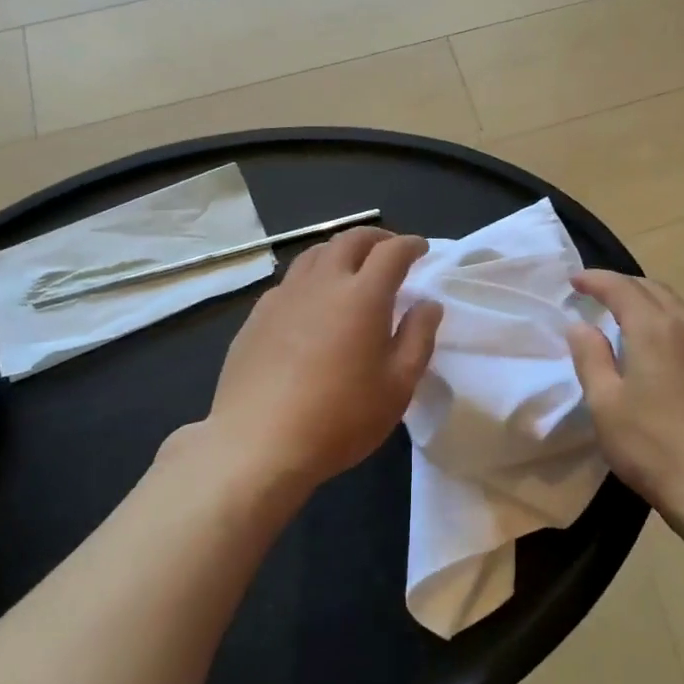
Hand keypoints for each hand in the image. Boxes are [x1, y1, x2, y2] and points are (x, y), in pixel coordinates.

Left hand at [204, 228, 442, 493]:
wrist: (257, 446)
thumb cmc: (340, 418)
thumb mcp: (398, 385)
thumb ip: (418, 337)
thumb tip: (428, 304)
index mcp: (363, 295)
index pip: (392, 252)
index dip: (410, 245)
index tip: (421, 249)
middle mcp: (323, 283)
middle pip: (350, 239)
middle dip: (376, 237)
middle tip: (389, 250)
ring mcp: (284, 297)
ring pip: (315, 254)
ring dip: (340, 251)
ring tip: (351, 267)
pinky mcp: (256, 317)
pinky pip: (290, 281)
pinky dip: (311, 277)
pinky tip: (312, 302)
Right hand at [566, 271, 683, 516]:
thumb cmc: (653, 446)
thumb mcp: (605, 404)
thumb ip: (590, 357)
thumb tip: (581, 326)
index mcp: (655, 329)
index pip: (621, 287)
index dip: (596, 279)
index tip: (575, 281)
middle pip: (654, 290)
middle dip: (624, 286)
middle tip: (599, 295)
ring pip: (679, 309)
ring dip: (651, 304)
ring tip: (629, 319)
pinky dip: (672, 326)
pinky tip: (664, 351)